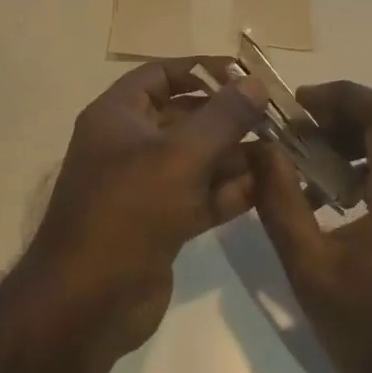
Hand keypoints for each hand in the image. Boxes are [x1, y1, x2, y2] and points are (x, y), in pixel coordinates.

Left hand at [24, 60, 269, 363]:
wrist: (87, 303)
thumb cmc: (128, 212)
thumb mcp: (179, 155)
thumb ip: (221, 117)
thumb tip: (255, 83)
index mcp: (117, 116)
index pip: (161, 75)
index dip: (202, 69)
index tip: (246, 74)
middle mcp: (129, 145)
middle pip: (184, 117)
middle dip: (228, 116)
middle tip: (276, 117)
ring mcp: (145, 187)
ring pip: (197, 159)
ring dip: (236, 155)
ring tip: (284, 150)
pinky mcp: (162, 224)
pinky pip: (200, 196)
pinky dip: (230, 191)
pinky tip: (269, 185)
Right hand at [249, 82, 371, 372]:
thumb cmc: (365, 334)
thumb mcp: (308, 269)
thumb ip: (280, 202)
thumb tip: (259, 149)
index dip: (344, 96)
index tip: (302, 107)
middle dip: (362, 104)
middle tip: (318, 127)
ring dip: (371, 127)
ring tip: (323, 157)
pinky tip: (342, 190)